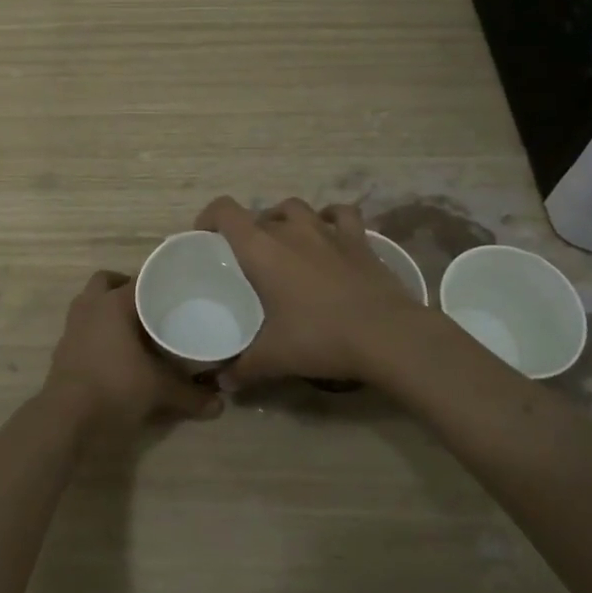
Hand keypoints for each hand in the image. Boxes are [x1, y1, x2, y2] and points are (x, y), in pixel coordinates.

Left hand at [44, 270, 222, 433]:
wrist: (66, 418)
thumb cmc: (115, 387)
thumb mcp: (159, 390)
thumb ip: (189, 394)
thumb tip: (219, 404)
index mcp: (114, 303)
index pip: (140, 279)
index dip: (159, 283)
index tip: (176, 292)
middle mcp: (90, 306)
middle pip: (106, 282)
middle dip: (125, 289)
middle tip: (148, 306)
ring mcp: (72, 326)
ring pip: (91, 303)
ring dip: (107, 309)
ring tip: (133, 328)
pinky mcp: (62, 348)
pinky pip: (83, 327)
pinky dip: (96, 332)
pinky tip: (114, 352)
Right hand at [195, 196, 426, 387]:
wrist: (386, 335)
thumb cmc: (319, 338)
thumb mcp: (273, 358)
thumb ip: (242, 368)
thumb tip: (221, 384)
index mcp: (261, 249)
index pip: (225, 211)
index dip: (209, 217)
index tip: (205, 238)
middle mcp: (290, 229)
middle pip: (259, 215)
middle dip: (248, 232)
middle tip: (247, 261)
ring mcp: (327, 230)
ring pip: (296, 207)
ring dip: (284, 219)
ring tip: (283, 243)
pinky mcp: (358, 238)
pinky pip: (340, 214)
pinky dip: (330, 218)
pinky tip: (328, 233)